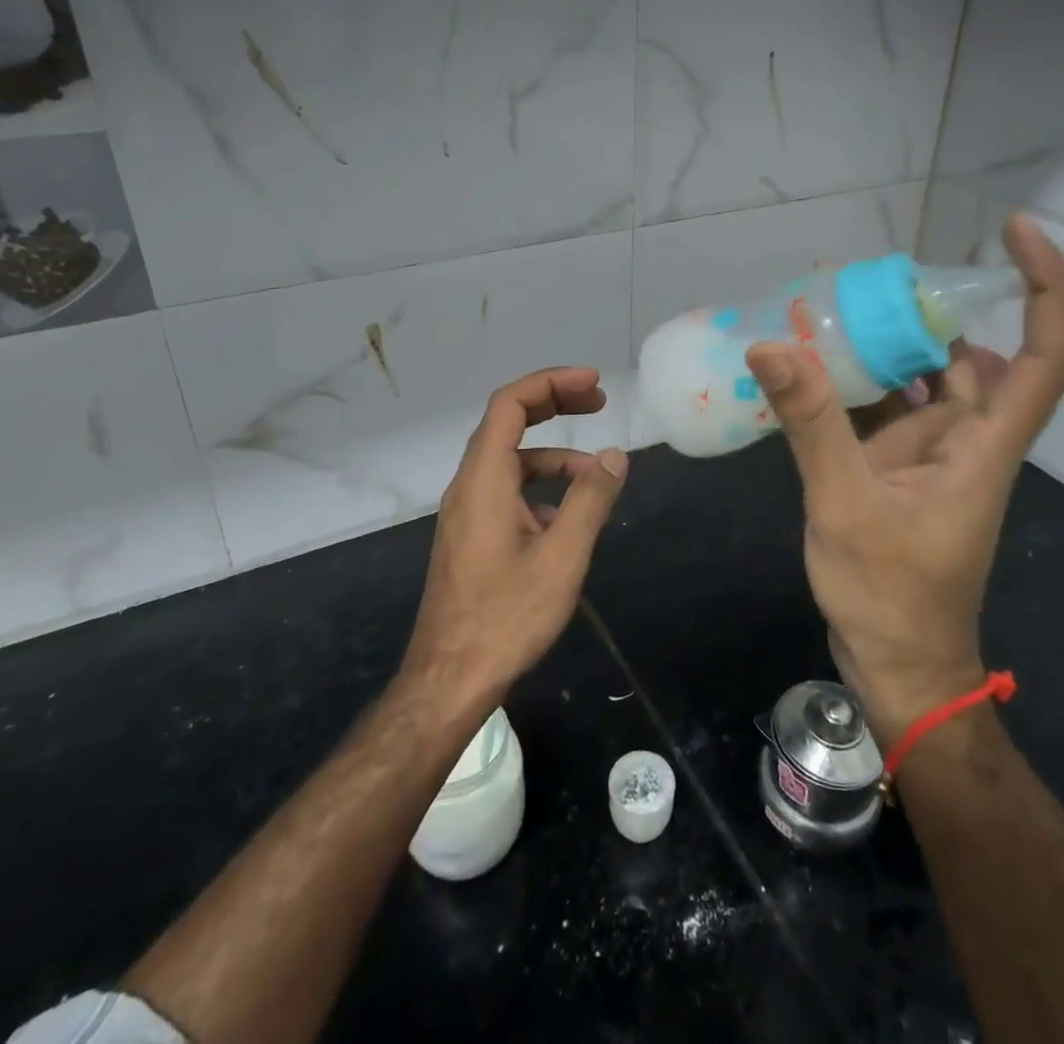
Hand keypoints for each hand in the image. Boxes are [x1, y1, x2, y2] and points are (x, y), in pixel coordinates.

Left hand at [403, 368, 628, 707]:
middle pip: (508, 423)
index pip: (510, 404)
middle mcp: (468, 485)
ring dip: (554, 457)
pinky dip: (540, 489)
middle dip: (554, 406)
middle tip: (599, 402)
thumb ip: (590, 500)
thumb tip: (614, 456)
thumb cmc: (506, 617)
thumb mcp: (562, 557)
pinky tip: (568, 519)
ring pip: (511, 462)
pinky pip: (507, 492)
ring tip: (597, 478)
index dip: (551, 383)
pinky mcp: (471, 536)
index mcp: (483, 479)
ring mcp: (467, 512)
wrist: (449, 680)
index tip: (593, 384)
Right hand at [745, 216, 1063, 743]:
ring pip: (924, 385)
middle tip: (868, 283)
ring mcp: (935, 459)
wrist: (900, 669)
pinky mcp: (902, 475)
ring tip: (830, 316)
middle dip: (929, 314)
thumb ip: (813, 424)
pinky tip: (813, 375)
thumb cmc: (892, 596)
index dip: (1044, 286)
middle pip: (972, 359)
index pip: (1044, 354)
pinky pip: (888, 415)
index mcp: (984, 445)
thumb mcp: (846, 504)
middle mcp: (969, 442)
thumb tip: (772, 347)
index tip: (1012, 231)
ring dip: (888, 350)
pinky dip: (860, 390)